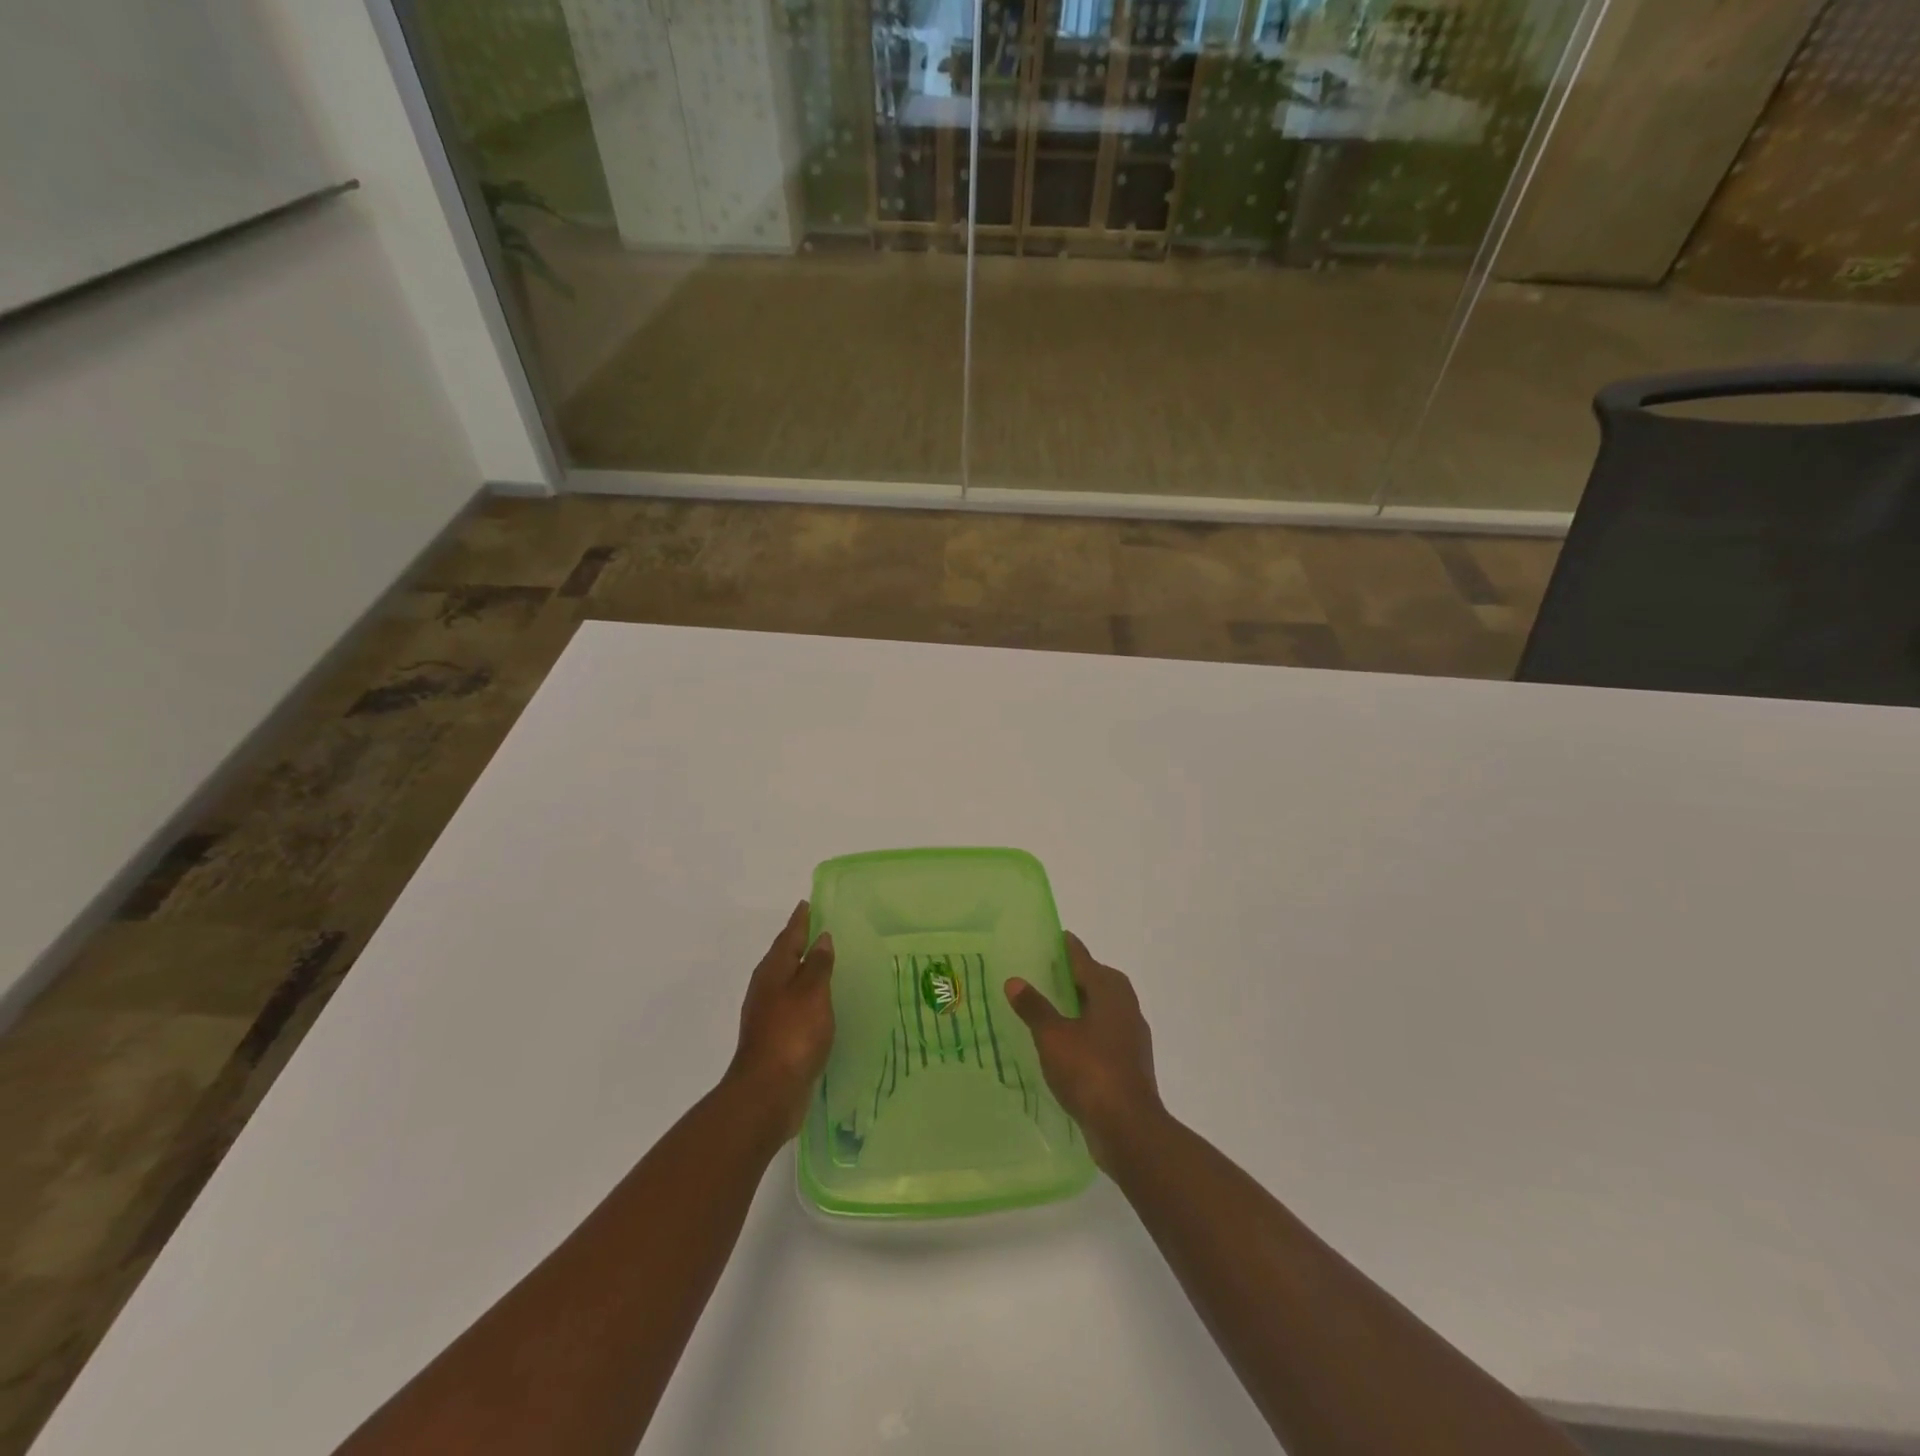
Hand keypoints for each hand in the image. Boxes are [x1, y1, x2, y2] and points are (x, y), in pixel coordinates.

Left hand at [726, 902, 834, 1139]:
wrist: (767, 1093)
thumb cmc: (792, 1035)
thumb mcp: (812, 993)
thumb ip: (818, 964)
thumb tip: (821, 938)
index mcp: (772, 972)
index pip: (788, 937)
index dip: (800, 920)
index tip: (808, 903)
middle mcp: (765, 989)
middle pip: (783, 957)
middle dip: (799, 943)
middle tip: (820, 928)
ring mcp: (767, 1015)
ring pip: (787, 982)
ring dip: (802, 971)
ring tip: (823, 963)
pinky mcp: (775, 1038)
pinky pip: (793, 1005)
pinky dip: (805, 996)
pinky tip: (819, 1004)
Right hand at [1005, 933, 1161, 1166]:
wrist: (1128, 1128)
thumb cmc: (1089, 1071)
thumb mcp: (1052, 1037)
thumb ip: (1034, 1008)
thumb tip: (1015, 981)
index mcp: (1110, 990)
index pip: (1083, 959)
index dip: (1066, 948)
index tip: (1051, 938)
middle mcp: (1126, 1006)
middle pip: (1097, 981)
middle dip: (1073, 977)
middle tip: (1044, 973)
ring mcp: (1132, 1036)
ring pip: (1102, 1009)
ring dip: (1080, 1006)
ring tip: (1050, 1008)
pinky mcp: (1130, 1063)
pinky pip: (1104, 1034)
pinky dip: (1085, 1031)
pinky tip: (1065, 1044)